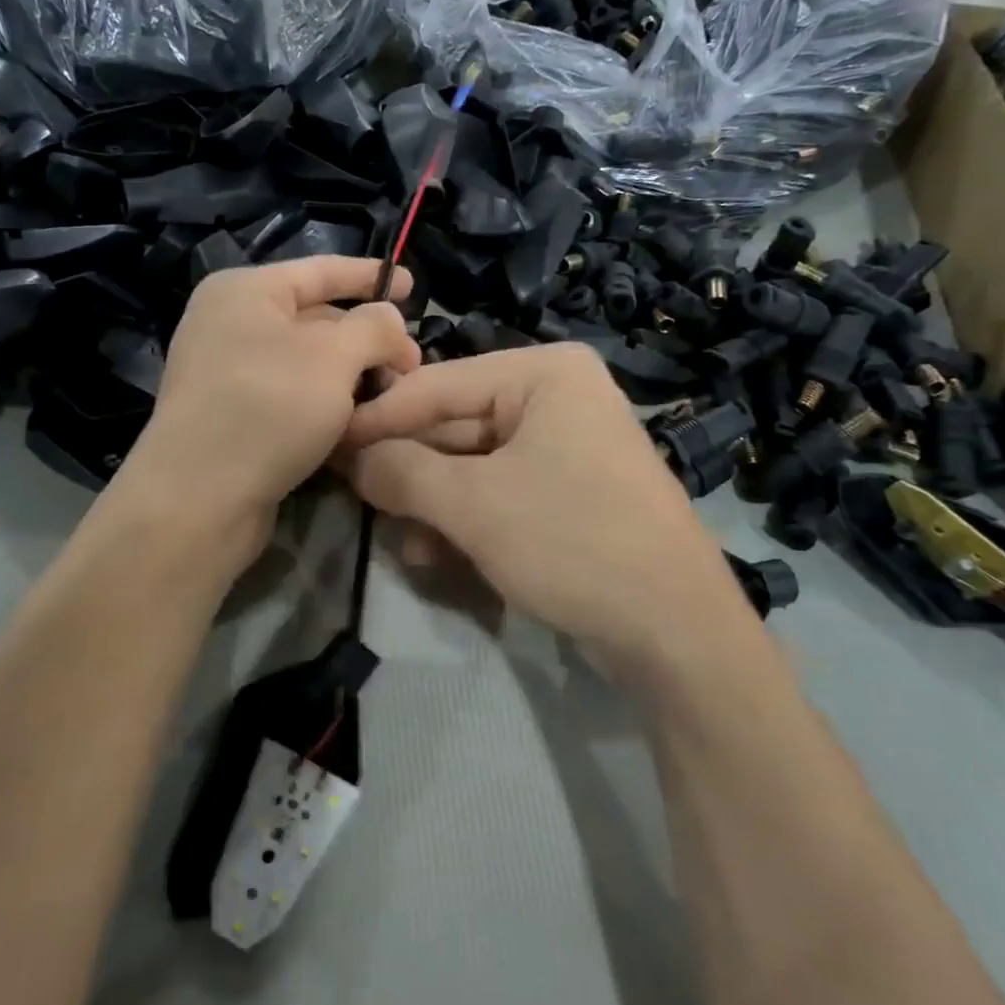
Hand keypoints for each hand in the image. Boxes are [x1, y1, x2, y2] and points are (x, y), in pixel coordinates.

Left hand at [115, 256, 418, 555]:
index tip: (413, 285)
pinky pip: (290, 395)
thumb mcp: (334, 356)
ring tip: (391, 395)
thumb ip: (373, 327)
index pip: (320, 270)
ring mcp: (226, 372)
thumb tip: (390, 319)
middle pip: (315, 319)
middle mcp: (229, 324)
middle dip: (367, 339)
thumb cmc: (269, 407)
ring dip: (350, 375)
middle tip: (411, 365)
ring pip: (306, 362)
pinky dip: (325, 402)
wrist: (199, 498)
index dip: (370, 275)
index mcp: (245, 291)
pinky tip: (356, 421)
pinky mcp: (231, 416)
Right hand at [339, 344, 750, 669]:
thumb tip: (351, 457)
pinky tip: (437, 555)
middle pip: (457, 424)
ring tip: (400, 539)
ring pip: (475, 464)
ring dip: (433, 502)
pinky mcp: (572, 490)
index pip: (438, 385)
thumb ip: (402, 471)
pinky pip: (502, 491)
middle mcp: (558, 396)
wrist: (677, 631)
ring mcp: (568, 444)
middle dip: (408, 469)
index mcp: (544, 373)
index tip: (327, 445)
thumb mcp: (474, 504)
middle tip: (352, 494)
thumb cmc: (572, 542)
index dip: (377, 419)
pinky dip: (468, 519)